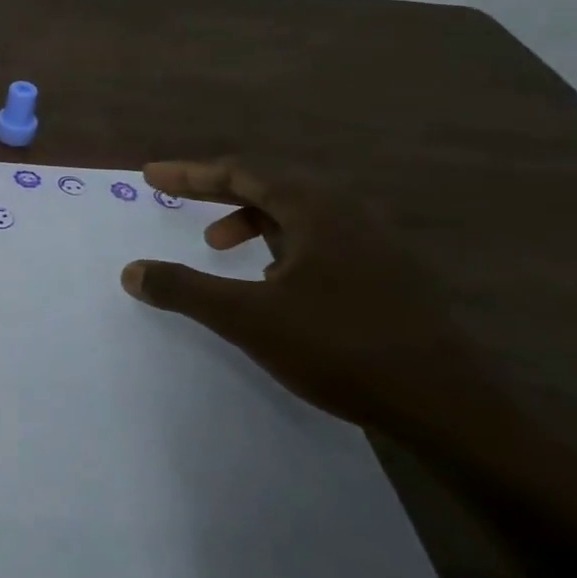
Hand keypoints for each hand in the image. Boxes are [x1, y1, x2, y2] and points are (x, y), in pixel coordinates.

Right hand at [120, 159, 475, 440]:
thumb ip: (185, 289)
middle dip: (216, 193)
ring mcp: (375, 243)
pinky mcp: (388, 274)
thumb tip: (130, 271)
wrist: (446, 405)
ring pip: (297, 215)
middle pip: (269, 186)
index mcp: (316, 208)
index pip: (241, 172)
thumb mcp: (247, 318)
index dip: (190, 173)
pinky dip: (282, 246)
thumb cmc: (339, 347)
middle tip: (175, 200)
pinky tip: (274, 283)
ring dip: (251, 222)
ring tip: (221, 249)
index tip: (152, 176)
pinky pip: (320, 240)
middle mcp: (348, 213)